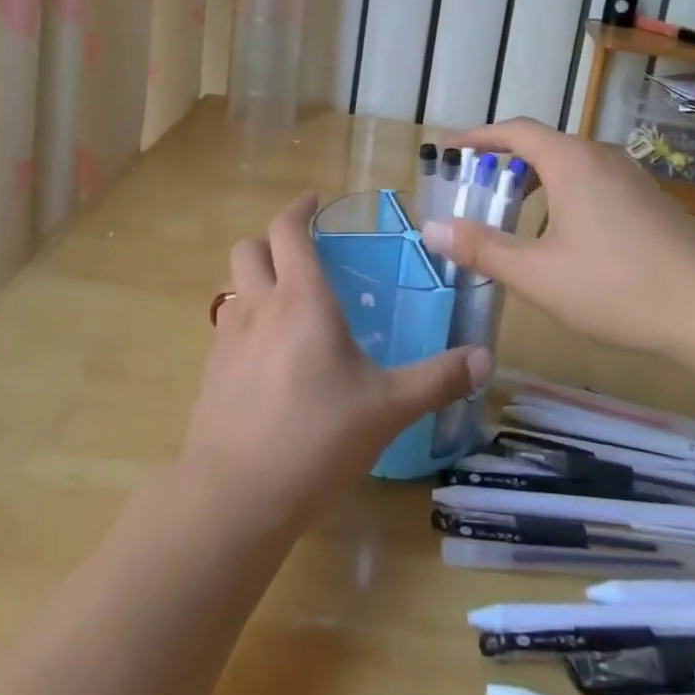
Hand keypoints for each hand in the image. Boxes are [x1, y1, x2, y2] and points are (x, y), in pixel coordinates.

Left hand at [180, 192, 492, 529]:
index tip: (313, 200)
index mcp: (301, 299)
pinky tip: (266, 358)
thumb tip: (485, 358)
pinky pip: (225, 327)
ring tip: (285, 305)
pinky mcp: (210, 372)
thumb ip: (437, 379)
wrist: (236, 494)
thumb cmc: (318, 437)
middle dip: (271, 240)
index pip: (289, 230)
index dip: (299, 208)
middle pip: (249, 248)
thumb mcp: (388, 407)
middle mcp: (259, 306)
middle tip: (301, 255)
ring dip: (254, 281)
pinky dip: (244, 322)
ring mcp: (227, 338)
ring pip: (232, 286)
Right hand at [420, 118, 694, 356]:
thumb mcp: (537, 273)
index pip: (514, 131)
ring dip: (535, 180)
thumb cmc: (617, 286)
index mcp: (571, 161)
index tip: (450, 148)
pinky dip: (563, 193)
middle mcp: (601, 157)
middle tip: (476, 188)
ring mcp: (632, 178)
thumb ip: (482, 248)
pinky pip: (593, 182)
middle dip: (504, 161)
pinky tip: (563, 236)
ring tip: (514, 213)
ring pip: (570, 165)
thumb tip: (432, 228)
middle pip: (542, 145)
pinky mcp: (650, 202)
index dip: (478, 137)